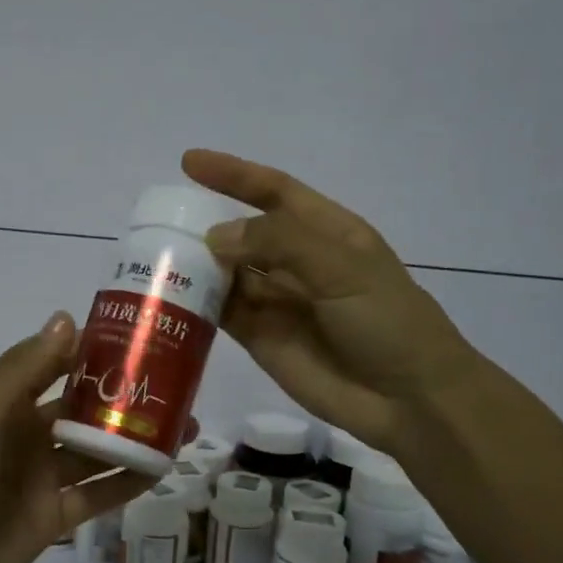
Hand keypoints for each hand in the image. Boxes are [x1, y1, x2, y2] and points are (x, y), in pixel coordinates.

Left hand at [0, 312, 154, 562]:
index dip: (94, 353)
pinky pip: (99, 495)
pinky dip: (128, 483)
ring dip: (136, 439)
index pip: (57, 367)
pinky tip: (162, 470)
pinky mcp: (55, 517)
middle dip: (126, 399)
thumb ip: (24, 370)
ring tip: (186, 425)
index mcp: (8, 405)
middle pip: (86, 410)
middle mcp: (29, 436)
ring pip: (98, 452)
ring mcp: (43, 479)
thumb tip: (67, 319)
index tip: (141, 338)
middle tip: (179, 386)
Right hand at [182, 149, 478, 456]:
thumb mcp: (342, 267)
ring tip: (153, 258)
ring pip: (227, 274)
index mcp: (326, 232)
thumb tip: (214, 236)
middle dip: (205, 224)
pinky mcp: (261, 339)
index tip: (189, 163)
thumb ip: (279, 244)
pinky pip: (223, 314)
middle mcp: (297, 262)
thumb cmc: (386, 321)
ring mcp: (277, 302)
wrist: (408, 399)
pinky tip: (170, 298)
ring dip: (196, 265)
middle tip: (157, 223)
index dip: (234, 175)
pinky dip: (198, 304)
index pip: (273, 191)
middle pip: (243, 233)